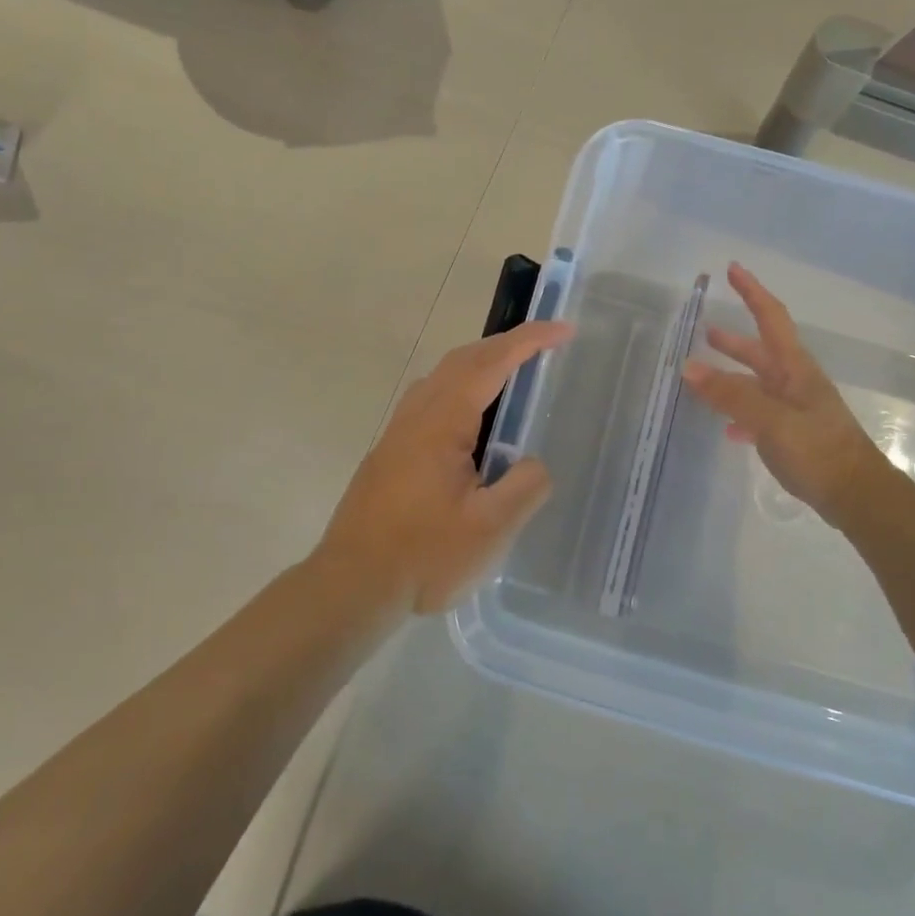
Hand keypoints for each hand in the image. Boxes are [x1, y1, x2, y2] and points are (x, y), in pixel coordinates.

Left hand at [316, 320, 572, 614]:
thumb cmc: (424, 557)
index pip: (490, 364)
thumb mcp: (490, 529)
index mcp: (442, 423)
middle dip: (505, 345)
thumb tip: (533, 463)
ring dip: (480, 366)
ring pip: (442, 379)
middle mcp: (416, 416)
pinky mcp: (389, 454)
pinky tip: (474, 424)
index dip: (529, 341)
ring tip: (513, 377)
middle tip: (544, 346)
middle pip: (462, 361)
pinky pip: (430, 402)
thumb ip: (525, 486)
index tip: (563, 329)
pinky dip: (462, 390)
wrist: (351, 586)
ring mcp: (397, 434)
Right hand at [682, 263, 894, 527]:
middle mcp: (794, 381)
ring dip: (734, 372)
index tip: (733, 268)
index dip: (752, 291)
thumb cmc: (817, 450)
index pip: (771, 318)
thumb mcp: (771, 419)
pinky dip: (740, 412)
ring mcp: (795, 408)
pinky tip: (727, 427)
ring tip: (704, 371)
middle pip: (761, 350)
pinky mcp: (793, 434)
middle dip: (734, 338)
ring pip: (758, 382)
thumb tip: (688, 366)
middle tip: (704, 328)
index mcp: (794, 368)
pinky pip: (760, 412)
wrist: (856, 494)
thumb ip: (730, 394)